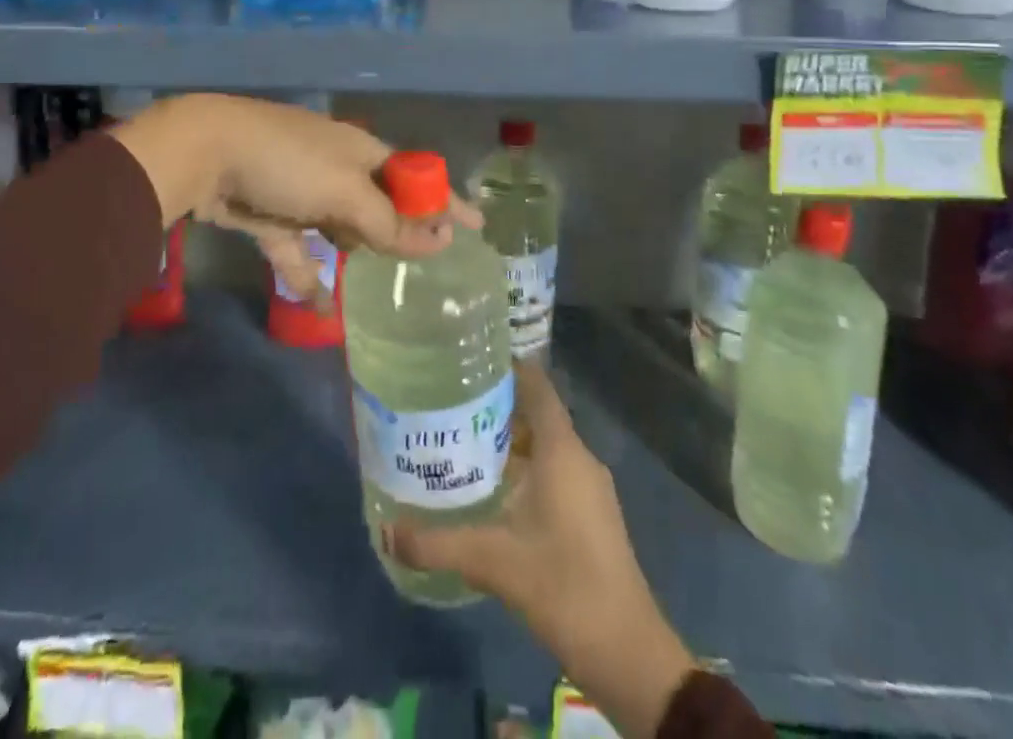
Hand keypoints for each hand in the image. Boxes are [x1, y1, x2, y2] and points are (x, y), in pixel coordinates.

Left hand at [109, 94, 478, 297]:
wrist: (204, 153)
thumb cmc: (287, 162)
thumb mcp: (345, 191)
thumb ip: (388, 222)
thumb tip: (438, 242)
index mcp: (360, 151)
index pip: (414, 176)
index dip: (444, 200)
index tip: (475, 227)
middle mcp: (335, 168)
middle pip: (378, 204)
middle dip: (399, 230)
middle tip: (424, 260)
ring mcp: (300, 191)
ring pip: (339, 226)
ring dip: (355, 249)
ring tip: (377, 279)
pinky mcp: (269, 216)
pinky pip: (296, 251)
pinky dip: (307, 276)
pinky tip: (320, 307)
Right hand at [383, 362, 694, 738]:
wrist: (628, 653)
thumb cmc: (563, 586)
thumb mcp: (492, 561)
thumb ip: (437, 544)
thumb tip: (385, 532)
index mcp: (562, 450)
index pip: (536, 386)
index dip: (507, 366)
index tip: (468, 358)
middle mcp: (579, 458)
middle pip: (537, 413)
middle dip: (496, 405)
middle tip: (450, 401)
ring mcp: (589, 488)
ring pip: (545, 445)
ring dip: (509, 440)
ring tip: (462, 439)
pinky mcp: (592, 515)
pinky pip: (554, 471)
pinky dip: (524, 467)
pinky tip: (492, 487)